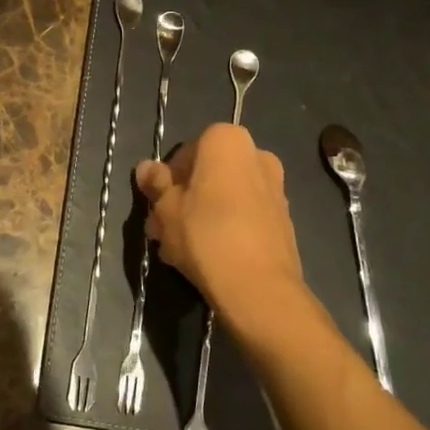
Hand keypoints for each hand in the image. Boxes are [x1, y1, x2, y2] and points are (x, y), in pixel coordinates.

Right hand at [136, 124, 323, 357]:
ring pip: (225, 197)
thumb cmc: (205, 234)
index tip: (156, 204)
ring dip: (201, 216)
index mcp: (227, 141)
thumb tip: (146, 167)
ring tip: (177, 250)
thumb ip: (156, 184)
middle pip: (208, 175)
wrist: (259, 288)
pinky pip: (244, 216)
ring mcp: (275, 188)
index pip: (187, 151)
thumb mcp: (166, 209)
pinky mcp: (283, 220)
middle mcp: (257, 155)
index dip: (167, 178)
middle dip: (183, 199)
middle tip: (162, 229)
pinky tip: (205, 257)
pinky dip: (224, 228)